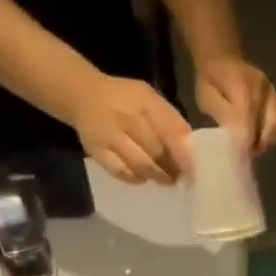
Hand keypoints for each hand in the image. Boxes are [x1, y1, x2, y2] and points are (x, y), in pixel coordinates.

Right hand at [73, 73, 195, 183]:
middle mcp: (126, 116)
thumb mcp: (149, 98)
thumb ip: (170, 119)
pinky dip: (135, 178)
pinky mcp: (96, 150)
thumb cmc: (125, 99)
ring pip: (140, 164)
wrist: (83, 94)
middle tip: (179, 177)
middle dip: (171, 168)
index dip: (182, 153)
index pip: (168, 130)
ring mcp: (109, 135)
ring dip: (157, 176)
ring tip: (165, 180)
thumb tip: (190, 147)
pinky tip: (142, 178)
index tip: (192, 169)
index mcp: (143, 100)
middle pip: (156, 150)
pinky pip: (120, 171)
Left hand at [196, 56, 275, 155]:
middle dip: (258, 143)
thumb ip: (221, 115)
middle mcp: (263, 88)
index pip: (249, 120)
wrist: (223, 60)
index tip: (238, 156)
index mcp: (242, 85)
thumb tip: (235, 137)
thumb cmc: (211, 80)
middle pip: (271, 125)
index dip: (245, 142)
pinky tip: (264, 137)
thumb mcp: (207, 97)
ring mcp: (274, 93)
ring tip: (253, 146)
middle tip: (245, 152)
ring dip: (268, 140)